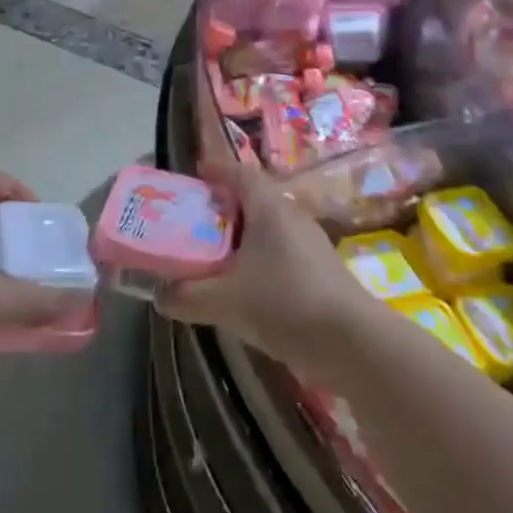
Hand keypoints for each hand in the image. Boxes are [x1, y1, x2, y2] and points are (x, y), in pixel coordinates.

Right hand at [154, 163, 369, 375]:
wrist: (353, 342)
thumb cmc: (284, 303)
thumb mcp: (224, 301)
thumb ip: (186, 295)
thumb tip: (159, 294)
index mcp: (269, 207)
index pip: (240, 172)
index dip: (215, 170)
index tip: (193, 177)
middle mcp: (291, 216)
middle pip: (252, 199)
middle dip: (221, 208)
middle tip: (191, 222)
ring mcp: (310, 244)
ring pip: (266, 229)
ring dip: (239, 238)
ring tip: (210, 257)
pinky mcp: (319, 271)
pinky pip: (278, 253)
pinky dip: (256, 261)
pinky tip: (241, 288)